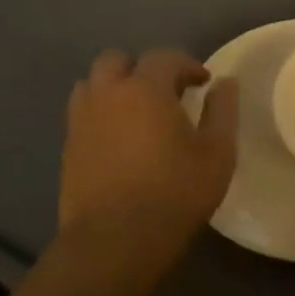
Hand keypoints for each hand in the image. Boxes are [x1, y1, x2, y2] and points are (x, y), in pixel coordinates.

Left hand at [57, 49, 237, 256]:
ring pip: (91, 84)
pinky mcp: (68, 148)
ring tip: (137, 112)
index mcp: (145, 88)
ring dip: (115, 88)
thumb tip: (225, 83)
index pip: (164, 57)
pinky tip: (120, 140)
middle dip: (142, 68)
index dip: (187, 64)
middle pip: (116, 60)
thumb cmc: (176, 191)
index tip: (204, 82)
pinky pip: (83, 115)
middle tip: (165, 92)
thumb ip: (223, 111)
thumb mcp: (218, 152)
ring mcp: (81, 121)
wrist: (117, 239)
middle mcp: (107, 94)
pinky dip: (101, 115)